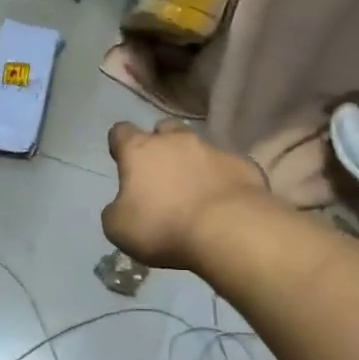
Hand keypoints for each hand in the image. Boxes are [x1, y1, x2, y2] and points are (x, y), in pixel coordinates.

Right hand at [103, 120, 268, 269]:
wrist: (228, 230)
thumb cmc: (163, 226)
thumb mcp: (118, 228)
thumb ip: (115, 210)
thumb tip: (122, 206)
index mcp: (140, 150)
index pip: (121, 131)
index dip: (119, 144)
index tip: (122, 160)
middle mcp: (176, 140)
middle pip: (164, 129)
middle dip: (161, 143)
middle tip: (160, 172)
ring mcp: (213, 149)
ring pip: (197, 146)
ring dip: (192, 162)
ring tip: (194, 189)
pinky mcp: (242, 164)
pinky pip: (226, 167)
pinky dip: (221, 179)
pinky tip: (222, 202)